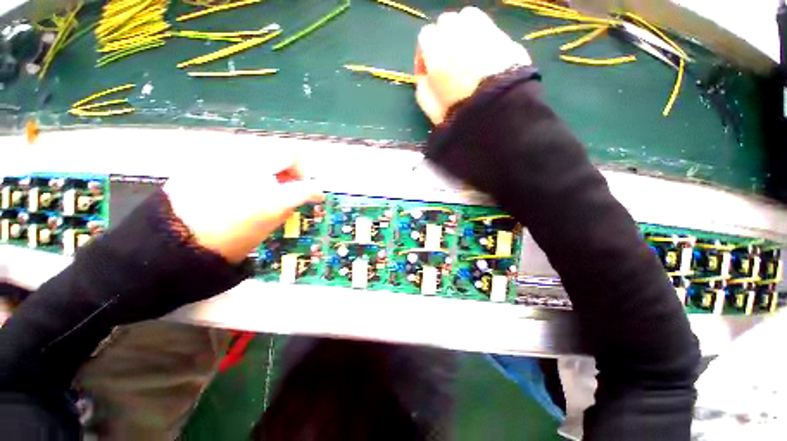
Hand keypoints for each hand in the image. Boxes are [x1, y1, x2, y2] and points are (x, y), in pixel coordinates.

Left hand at [164, 155, 323, 263]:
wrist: (171, 242)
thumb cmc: (223, 245)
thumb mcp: (265, 229)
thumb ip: (287, 206)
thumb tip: (300, 194)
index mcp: (270, 199)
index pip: (307, 186)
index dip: (316, 190)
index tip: (316, 195)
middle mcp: (253, 173)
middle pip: (289, 151)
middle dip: (298, 166)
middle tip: (293, 181)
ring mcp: (229, 160)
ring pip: (265, 148)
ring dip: (275, 163)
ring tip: (268, 181)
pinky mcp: (209, 157)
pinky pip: (241, 153)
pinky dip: (252, 163)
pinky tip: (244, 179)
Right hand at [415, 7, 531, 123]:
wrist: (501, 116)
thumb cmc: (462, 117)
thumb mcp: (433, 112)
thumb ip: (423, 90)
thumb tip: (423, 76)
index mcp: (438, 55)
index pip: (425, 36)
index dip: (424, 54)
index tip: (428, 72)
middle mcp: (459, 35)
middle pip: (445, 23)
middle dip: (443, 40)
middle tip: (447, 63)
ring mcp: (483, 31)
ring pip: (466, 18)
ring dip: (462, 33)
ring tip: (466, 56)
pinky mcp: (504, 36)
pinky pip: (487, 26)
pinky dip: (482, 35)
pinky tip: (483, 55)